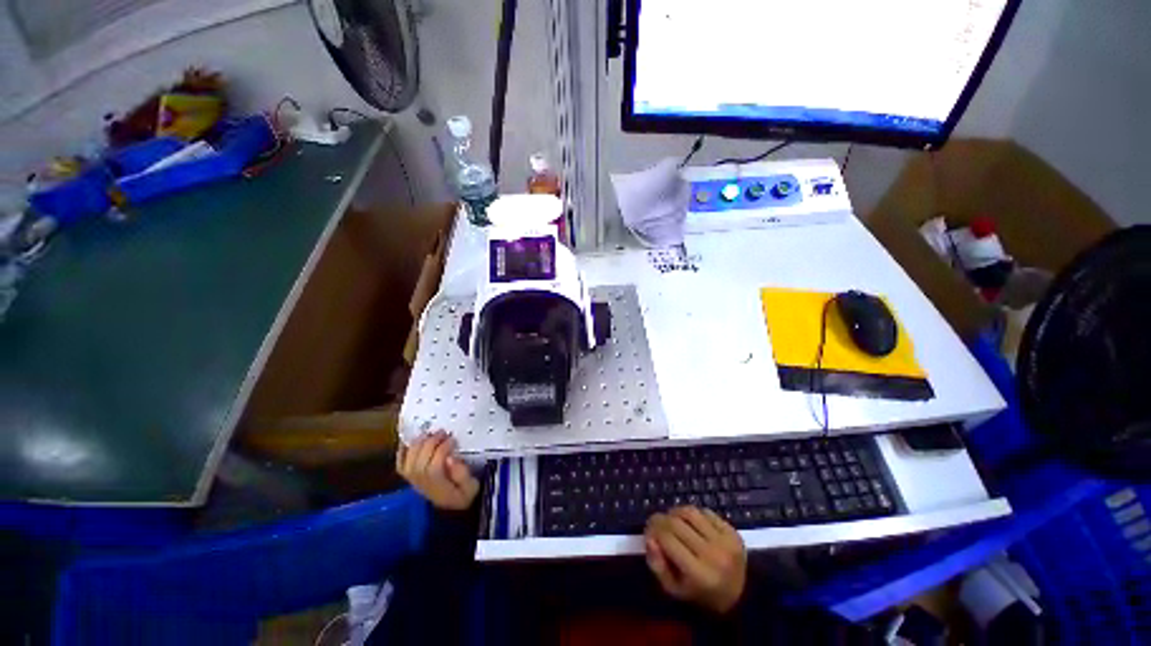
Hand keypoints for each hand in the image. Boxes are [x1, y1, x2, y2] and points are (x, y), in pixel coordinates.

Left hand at [396, 431, 479, 510]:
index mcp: (438, 486)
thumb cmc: (463, 495)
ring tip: (429, 433)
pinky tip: (410, 442)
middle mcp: (422, 483)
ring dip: (418, 443)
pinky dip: (403, 452)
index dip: (442, 449)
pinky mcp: (410, 478)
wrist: (450, 510)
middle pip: (420, 460)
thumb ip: (463, 474)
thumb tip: (451, 458)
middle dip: (431, 442)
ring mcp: (413, 480)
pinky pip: (400, 464)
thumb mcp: (471, 487)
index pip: (434, 466)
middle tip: (443, 432)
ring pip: (409, 460)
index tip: (453, 439)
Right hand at [644, 506, 747, 614]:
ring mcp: (725, 540)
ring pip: (690, 512)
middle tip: (655, 522)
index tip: (647, 530)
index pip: (668, 539)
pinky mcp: (733, 531)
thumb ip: (657, 565)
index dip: (653, 530)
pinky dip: (693, 513)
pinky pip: (705, 512)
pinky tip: (690, 522)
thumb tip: (649, 538)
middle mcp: (713, 554)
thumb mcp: (674, 589)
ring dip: (675, 512)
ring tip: (671, 519)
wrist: (741, 596)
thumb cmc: (701, 595)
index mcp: (698, 574)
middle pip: (677, 523)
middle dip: (661, 519)